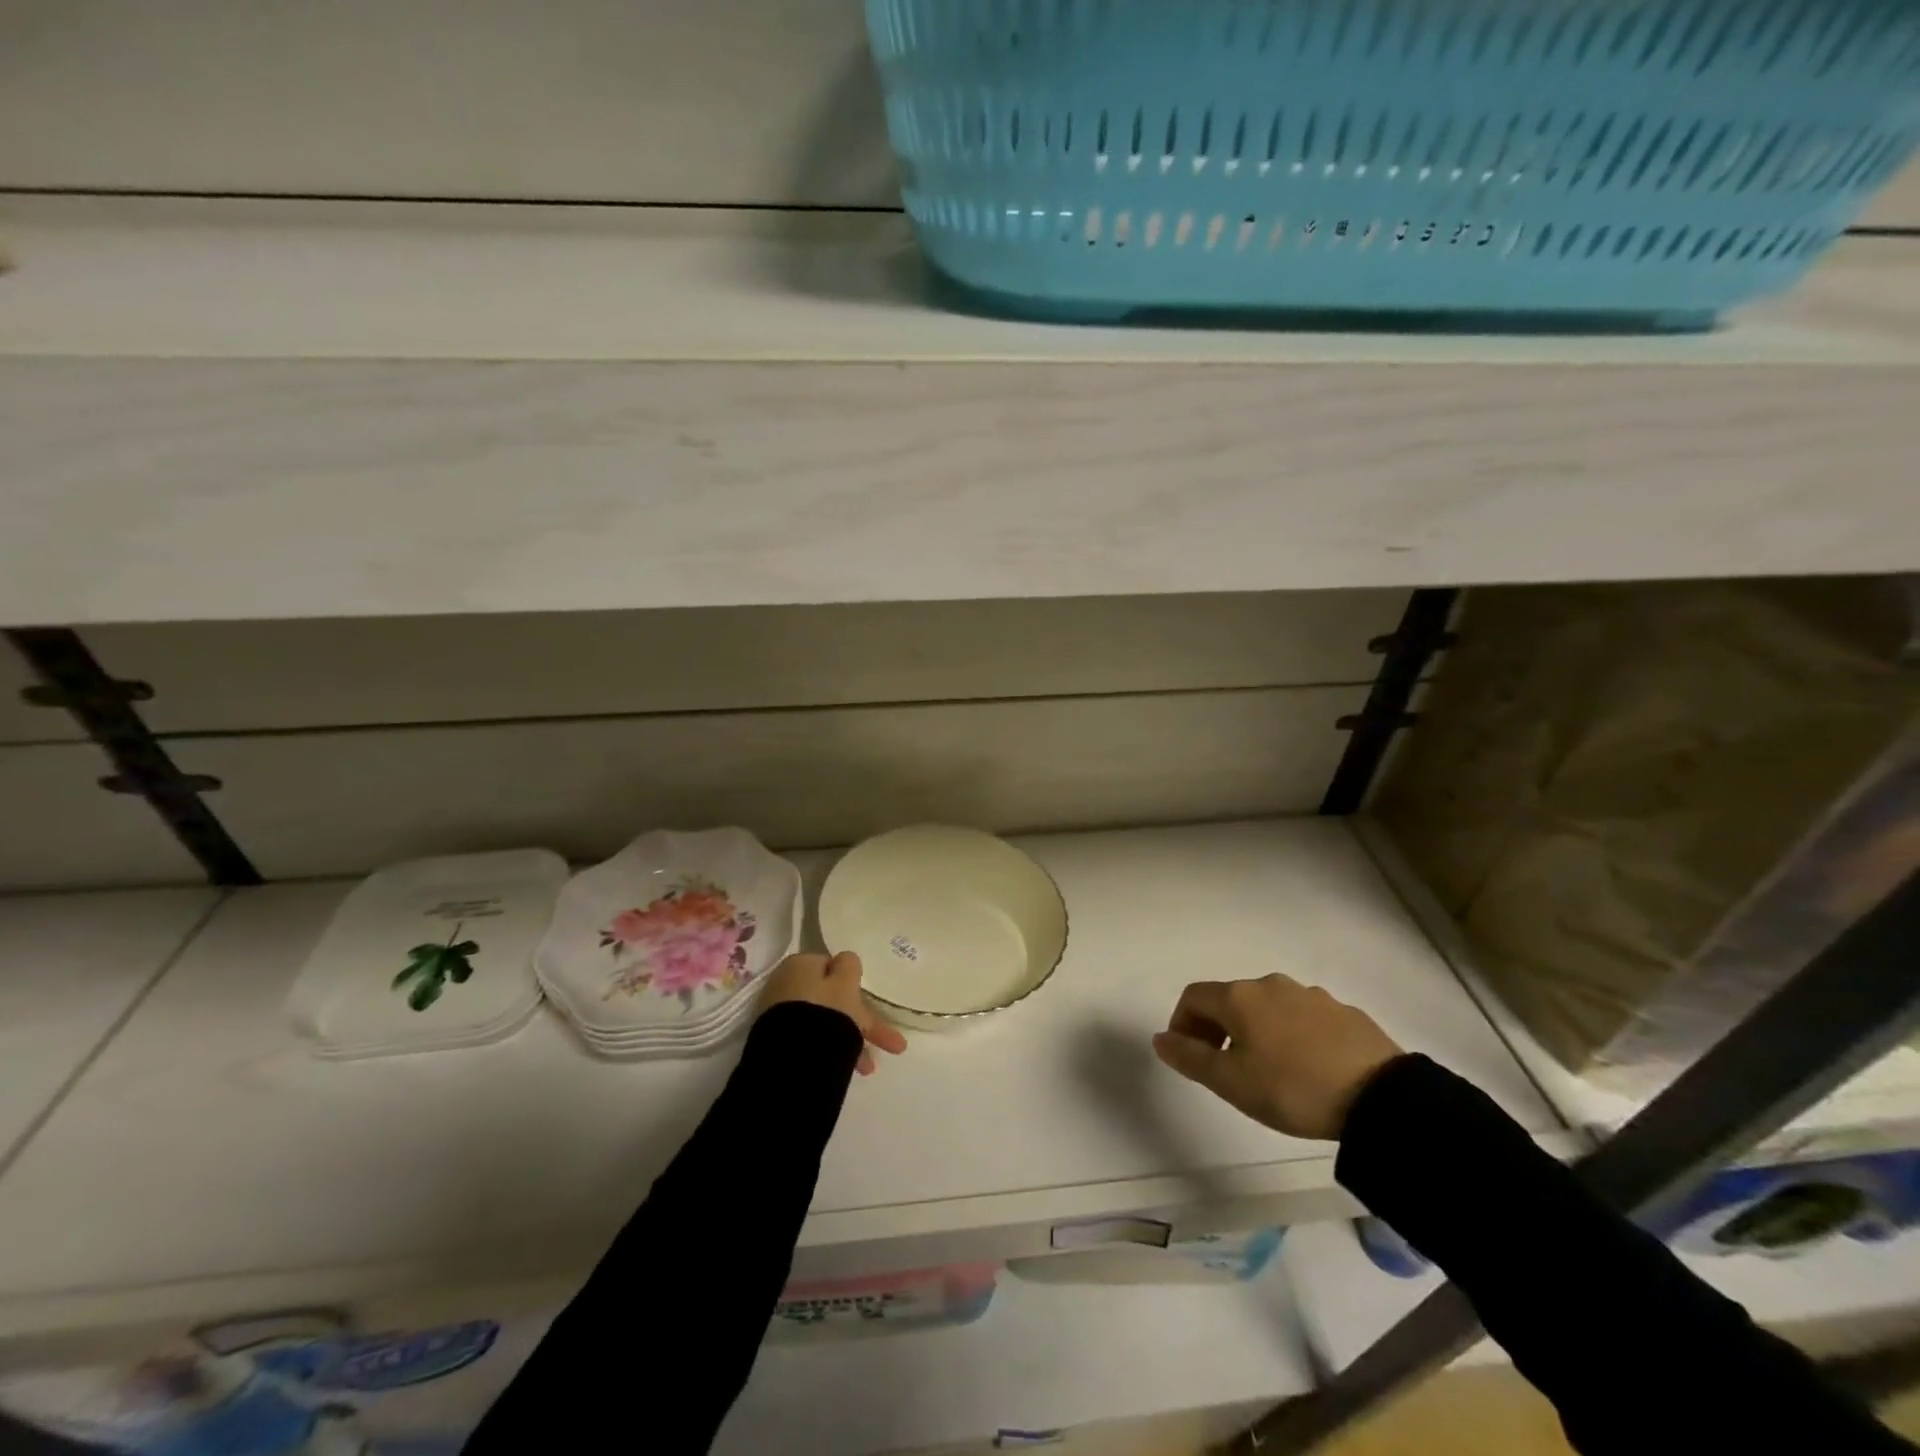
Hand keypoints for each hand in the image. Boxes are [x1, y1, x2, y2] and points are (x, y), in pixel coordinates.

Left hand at [758, 951, 907, 1076]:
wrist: (793, 1059)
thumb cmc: (824, 1011)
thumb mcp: (845, 982)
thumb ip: (849, 965)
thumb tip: (845, 960)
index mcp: (800, 964)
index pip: (831, 966)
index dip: (852, 983)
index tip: (871, 1002)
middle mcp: (786, 985)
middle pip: (830, 998)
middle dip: (860, 1020)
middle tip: (888, 1043)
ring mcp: (780, 1015)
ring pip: (825, 1022)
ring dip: (851, 1040)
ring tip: (868, 1068)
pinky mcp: (778, 1041)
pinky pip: (813, 1039)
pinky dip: (832, 1050)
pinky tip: (847, 1067)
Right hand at [1152, 974, 1402, 1139]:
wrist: (1380, 1097)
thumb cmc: (1292, 1088)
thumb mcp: (1231, 1082)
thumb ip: (1190, 1058)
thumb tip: (1160, 1038)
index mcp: (1239, 997)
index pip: (1193, 996)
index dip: (1181, 1023)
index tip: (1189, 1056)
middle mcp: (1270, 984)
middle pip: (1230, 999)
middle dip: (1216, 1027)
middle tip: (1223, 1066)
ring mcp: (1309, 994)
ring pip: (1267, 1007)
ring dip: (1255, 1029)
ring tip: (1266, 1069)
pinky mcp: (1342, 1011)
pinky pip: (1301, 1016)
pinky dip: (1289, 1033)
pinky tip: (1305, 1066)